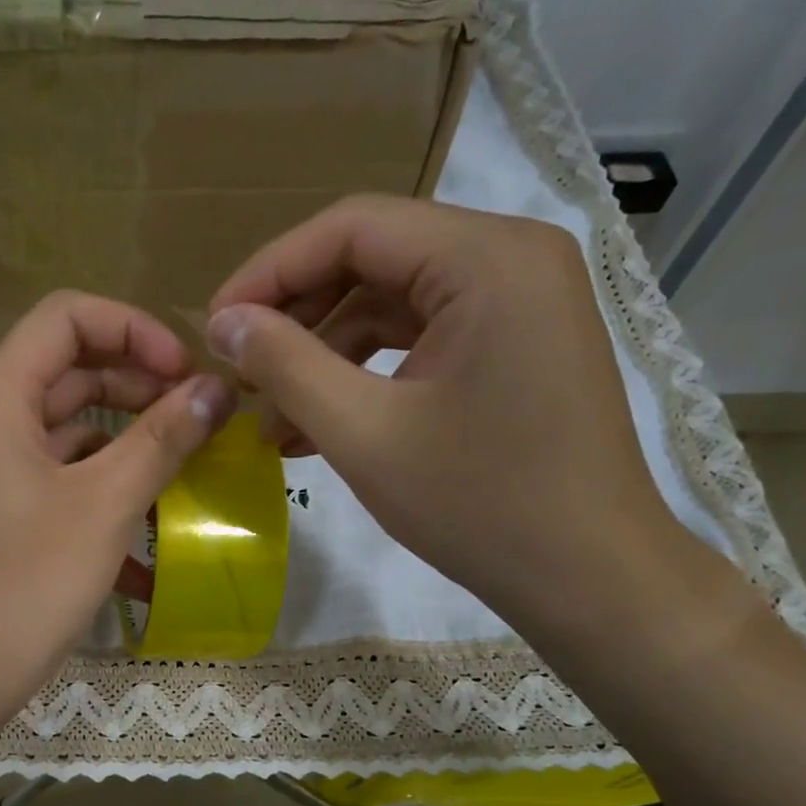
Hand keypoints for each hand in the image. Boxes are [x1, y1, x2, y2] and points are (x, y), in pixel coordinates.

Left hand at [0, 291, 234, 730]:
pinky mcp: (5, 520)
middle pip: (71, 372)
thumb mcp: (103, 506)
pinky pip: (62, 486)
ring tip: (189, 474)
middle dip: (140, 385)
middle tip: (200, 419)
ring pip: (71, 434)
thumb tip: (216, 389)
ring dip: (130, 446)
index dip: (134, 329)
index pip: (66, 317)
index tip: (187, 373)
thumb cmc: (25, 585)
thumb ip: (161, 439)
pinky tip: (153, 544)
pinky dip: (106, 498)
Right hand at [206, 195, 692, 630]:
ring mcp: (518, 304)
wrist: (588, 577)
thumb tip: (224, 324)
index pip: (352, 228)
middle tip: (241, 376)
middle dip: (296, 320)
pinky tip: (318, 428)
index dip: (270, 272)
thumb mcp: (363, 433)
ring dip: (324, 358)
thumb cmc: (478, 504)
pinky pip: (421, 341)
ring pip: (392, 306)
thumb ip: (285, 366)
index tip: (216, 327)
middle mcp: (511, 258)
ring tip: (271, 422)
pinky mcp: (514, 347)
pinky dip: (366, 377)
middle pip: (373, 261)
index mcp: (486, 258)